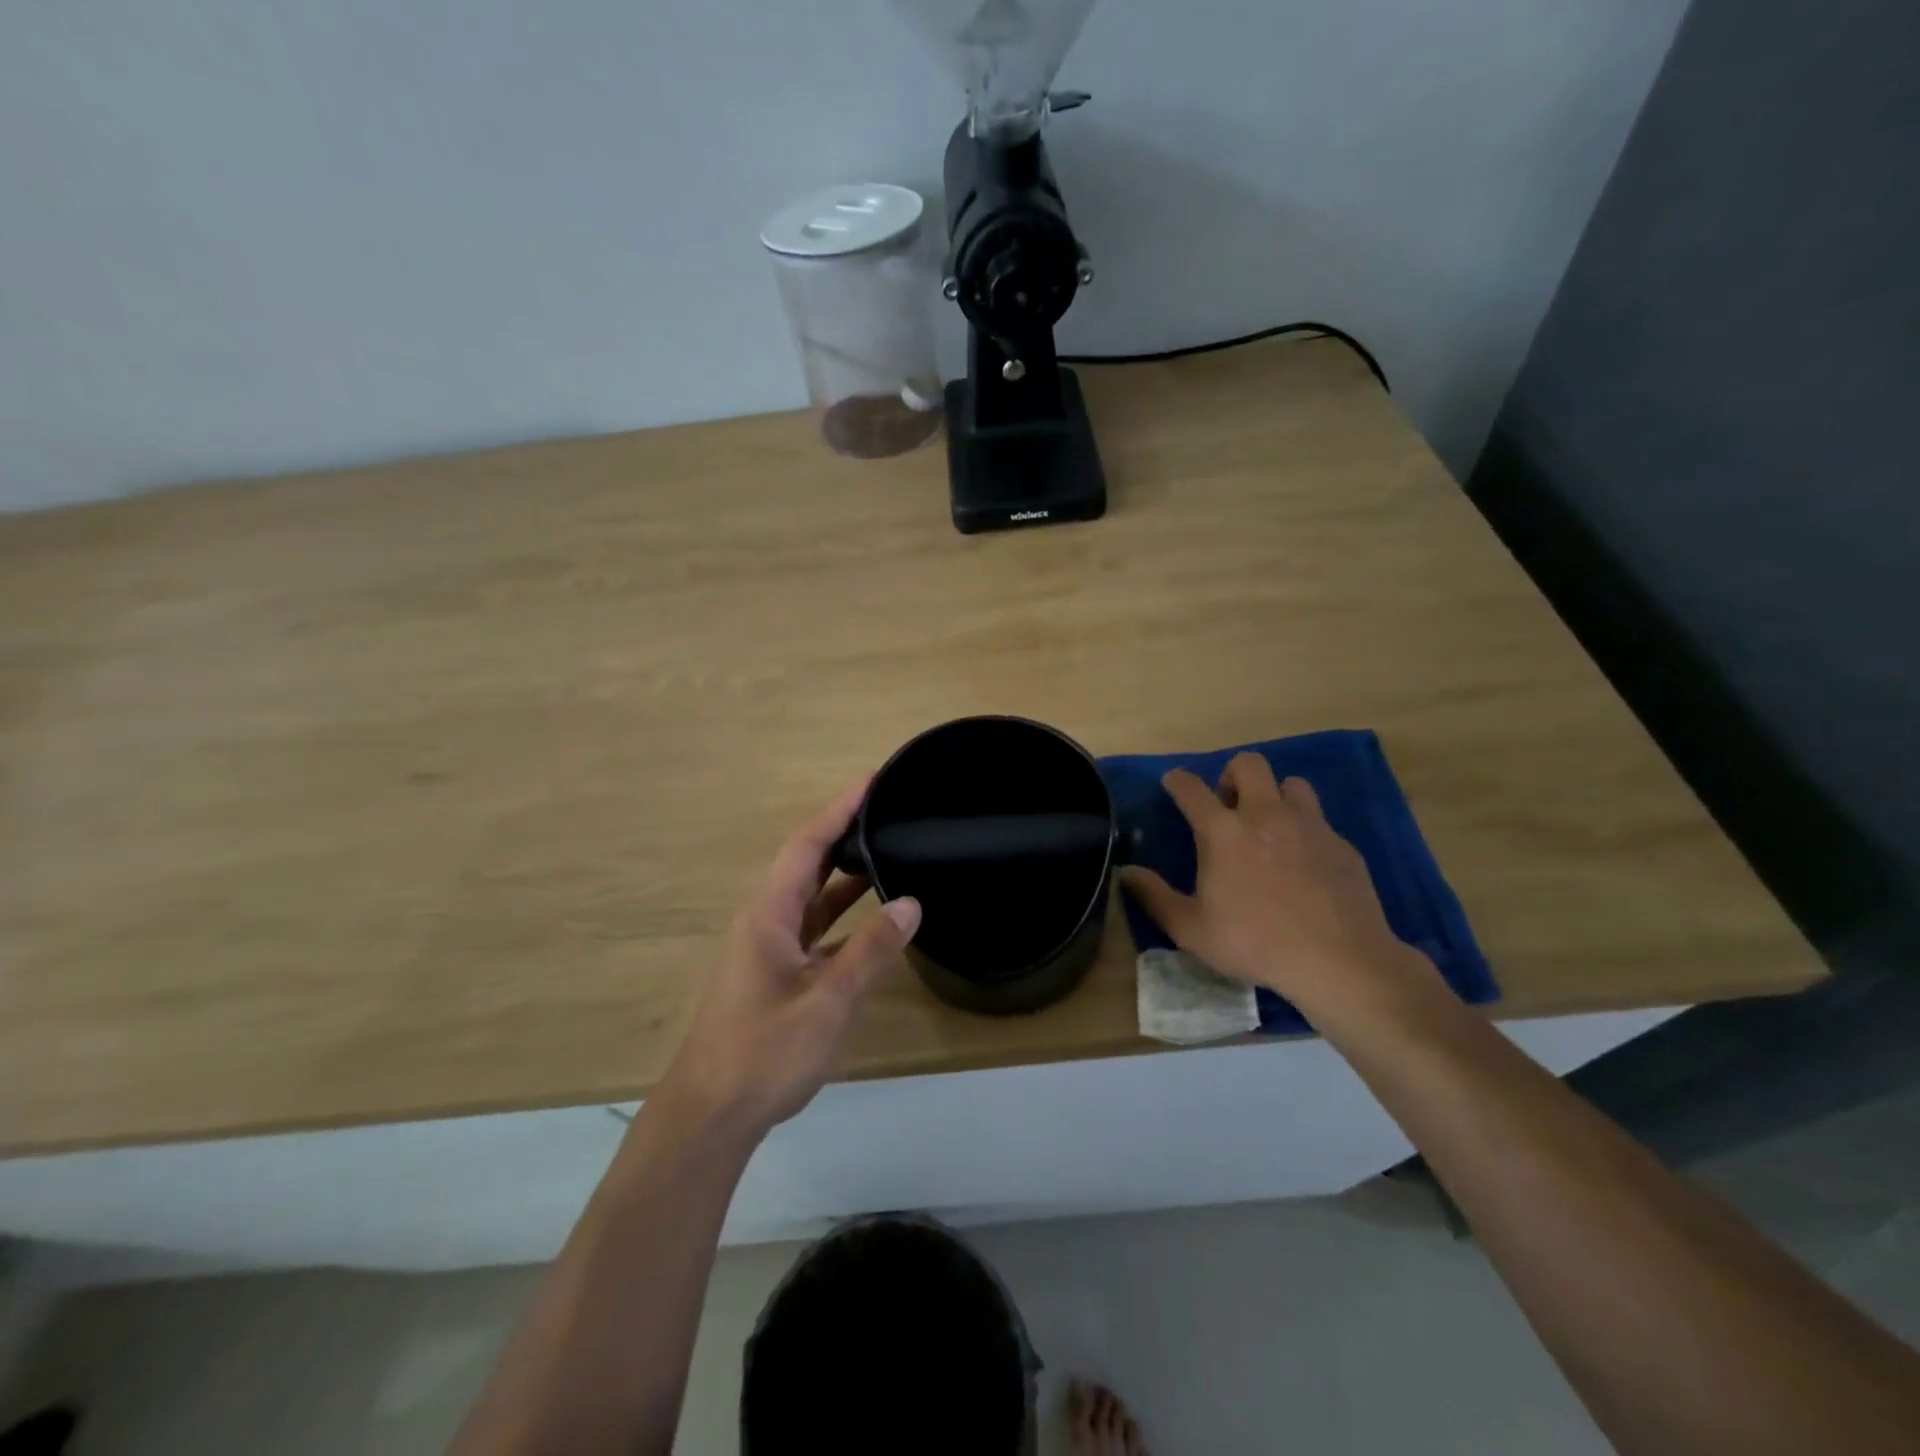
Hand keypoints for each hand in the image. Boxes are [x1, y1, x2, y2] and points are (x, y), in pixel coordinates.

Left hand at [655, 779, 920, 1142]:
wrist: (710, 1115)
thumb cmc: (764, 1053)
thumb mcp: (827, 1000)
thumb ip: (870, 950)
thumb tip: (910, 902)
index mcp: (770, 914)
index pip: (807, 844)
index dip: (839, 808)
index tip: (872, 780)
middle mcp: (766, 920)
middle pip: (807, 862)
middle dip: (844, 832)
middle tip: (888, 810)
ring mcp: (769, 948)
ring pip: (811, 897)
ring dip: (844, 874)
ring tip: (887, 850)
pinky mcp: (776, 973)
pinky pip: (814, 928)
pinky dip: (842, 915)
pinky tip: (872, 919)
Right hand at [1119, 753, 1435, 1027]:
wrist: (1339, 961)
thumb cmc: (1255, 943)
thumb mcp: (1191, 930)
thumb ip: (1154, 896)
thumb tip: (1125, 872)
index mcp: (1223, 832)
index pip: (1191, 788)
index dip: (1177, 781)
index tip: (1173, 784)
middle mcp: (1265, 815)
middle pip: (1248, 764)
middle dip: (1232, 775)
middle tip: (1228, 807)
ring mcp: (1309, 826)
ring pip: (1291, 784)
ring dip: (1275, 796)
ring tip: (1270, 828)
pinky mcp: (1341, 844)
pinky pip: (1319, 821)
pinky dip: (1304, 831)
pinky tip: (1304, 864)